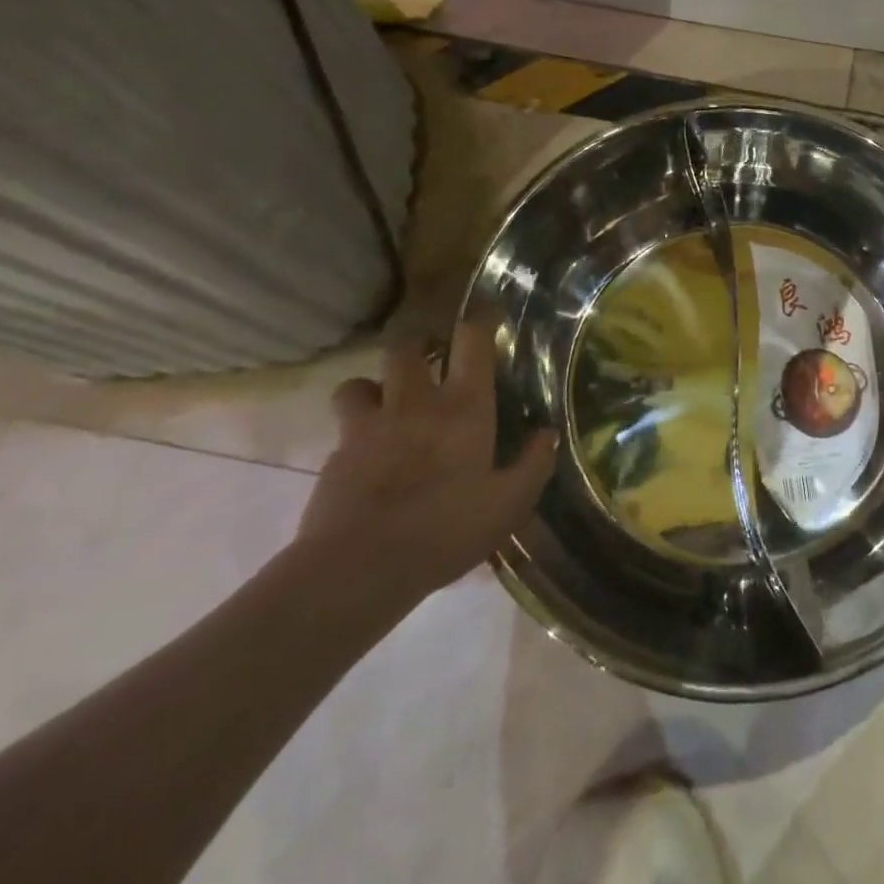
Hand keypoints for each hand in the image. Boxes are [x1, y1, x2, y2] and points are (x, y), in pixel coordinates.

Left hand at [296, 321, 556, 601]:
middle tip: (432, 359)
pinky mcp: (336, 455)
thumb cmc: (445, 530)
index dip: (481, 320)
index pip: (471, 340)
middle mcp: (415, 402)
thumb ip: (533, 464)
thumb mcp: (509, 505)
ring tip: (387, 402)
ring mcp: (369, 426)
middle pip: (406, 347)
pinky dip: (355, 430)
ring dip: (375, 385)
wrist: (358, 568)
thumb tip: (547, 433)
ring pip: (360, 381)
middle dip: (419, 344)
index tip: (489, 315)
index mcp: (463, 407)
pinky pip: (344, 427)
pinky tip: (367, 454)